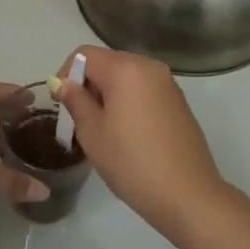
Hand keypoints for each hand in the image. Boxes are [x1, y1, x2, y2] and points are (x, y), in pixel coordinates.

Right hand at [53, 46, 231, 237]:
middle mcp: (150, 67)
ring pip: (127, 77)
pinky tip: (128, 134)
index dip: (67, 74)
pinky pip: (144, 90)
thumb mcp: (93, 133)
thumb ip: (75, 101)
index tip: (62, 104)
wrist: (187, 194)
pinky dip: (129, 101)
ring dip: (108, 94)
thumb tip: (64, 83)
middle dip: (88, 84)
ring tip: (103, 129)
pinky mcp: (179, 102)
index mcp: (126, 69)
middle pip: (108, 62)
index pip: (85, 54)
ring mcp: (168, 84)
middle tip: (80, 119)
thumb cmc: (132, 162)